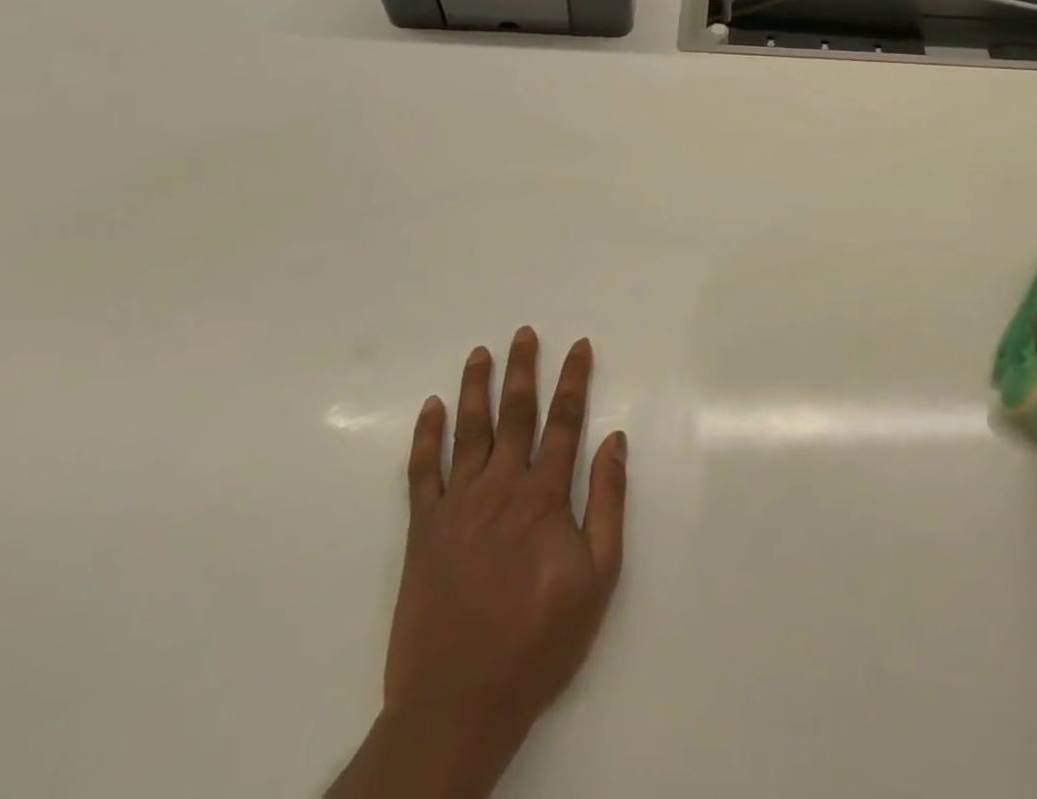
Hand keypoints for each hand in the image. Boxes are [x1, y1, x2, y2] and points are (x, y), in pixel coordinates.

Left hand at [331, 330, 627, 797]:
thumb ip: (607, 503)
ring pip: (468, 432)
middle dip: (523, 370)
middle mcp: (500, 488)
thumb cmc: (539, 639)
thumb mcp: (598, 577)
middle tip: (524, 333)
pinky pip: (422, 473)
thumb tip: (614, 440)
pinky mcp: (422, 531)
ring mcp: (456, 507)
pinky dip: (426, 437)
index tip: (579, 346)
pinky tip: (432, 408)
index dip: (573, 380)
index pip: (564, 422)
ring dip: (476, 388)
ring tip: (481, 353)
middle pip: (514, 415)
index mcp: (543, 497)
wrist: (459, 702)